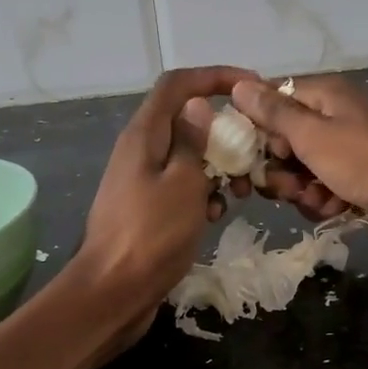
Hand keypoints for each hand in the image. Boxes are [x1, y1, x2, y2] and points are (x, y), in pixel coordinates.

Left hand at [73, 65, 256, 339]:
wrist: (113, 292)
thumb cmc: (151, 235)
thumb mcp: (183, 183)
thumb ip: (193, 141)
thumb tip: (199, 105)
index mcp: (145, 134)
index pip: (178, 84)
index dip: (214, 76)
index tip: (251, 87)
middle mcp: (141, 149)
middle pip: (187, 120)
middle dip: (224, 132)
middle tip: (254, 152)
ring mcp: (143, 179)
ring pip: (189, 157)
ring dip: (218, 168)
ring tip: (241, 191)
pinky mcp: (148, 207)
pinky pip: (182, 186)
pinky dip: (203, 193)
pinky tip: (216, 216)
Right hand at [230, 75, 367, 251]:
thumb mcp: (314, 135)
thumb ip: (274, 113)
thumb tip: (238, 84)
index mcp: (322, 97)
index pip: (270, 102)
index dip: (256, 128)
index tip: (250, 152)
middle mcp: (331, 120)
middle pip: (280, 142)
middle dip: (278, 168)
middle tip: (288, 184)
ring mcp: (343, 153)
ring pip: (297, 172)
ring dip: (300, 190)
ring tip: (320, 198)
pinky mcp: (351, 183)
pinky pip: (318, 191)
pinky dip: (322, 202)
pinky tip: (336, 209)